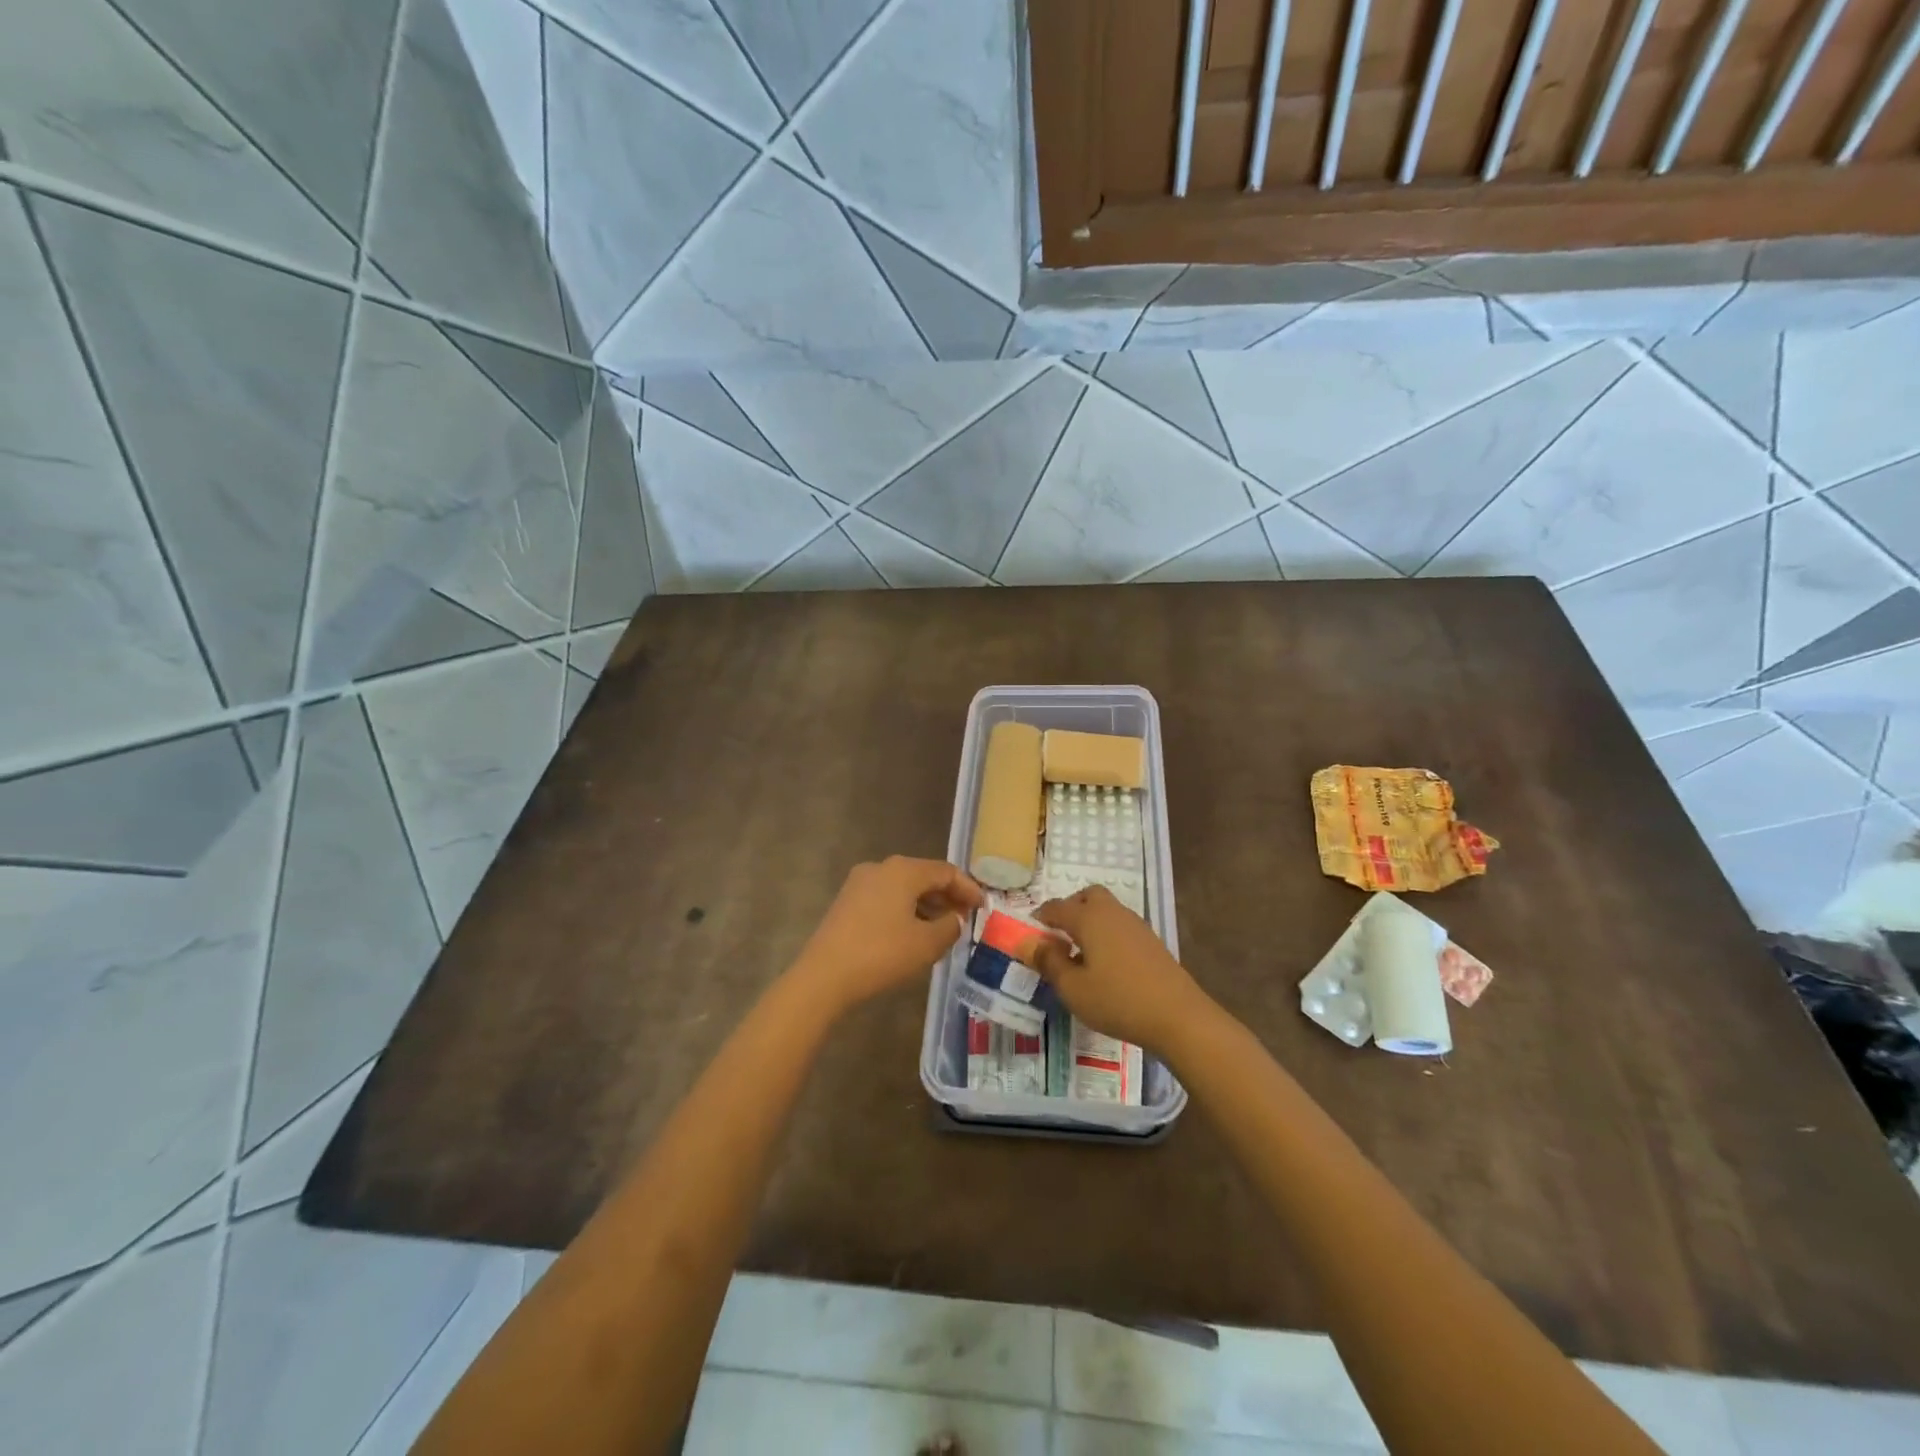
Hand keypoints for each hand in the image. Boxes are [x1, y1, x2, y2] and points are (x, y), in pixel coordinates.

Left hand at [790, 856, 985, 1012]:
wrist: (824, 976)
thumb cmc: (881, 954)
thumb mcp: (926, 944)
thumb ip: (949, 927)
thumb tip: (954, 919)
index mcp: (903, 870)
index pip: (945, 871)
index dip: (968, 888)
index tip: (984, 907)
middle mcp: (881, 867)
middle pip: (923, 876)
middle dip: (947, 896)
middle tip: (965, 917)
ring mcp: (859, 883)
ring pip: (903, 888)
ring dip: (926, 904)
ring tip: (942, 928)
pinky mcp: (847, 902)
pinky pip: (886, 898)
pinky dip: (905, 910)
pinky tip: (913, 933)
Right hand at [1024, 886, 1215, 1052]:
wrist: (1178, 1016)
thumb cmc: (1117, 1000)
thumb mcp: (1073, 988)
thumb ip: (1049, 962)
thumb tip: (1029, 942)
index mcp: (1089, 918)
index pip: (1057, 907)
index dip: (1040, 917)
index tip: (1030, 934)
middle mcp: (1113, 913)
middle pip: (1088, 896)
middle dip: (1070, 909)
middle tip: (1059, 936)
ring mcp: (1136, 925)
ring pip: (1107, 910)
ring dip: (1090, 921)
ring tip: (1081, 953)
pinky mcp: (1151, 941)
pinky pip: (1121, 926)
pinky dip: (1107, 934)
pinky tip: (1107, 964)